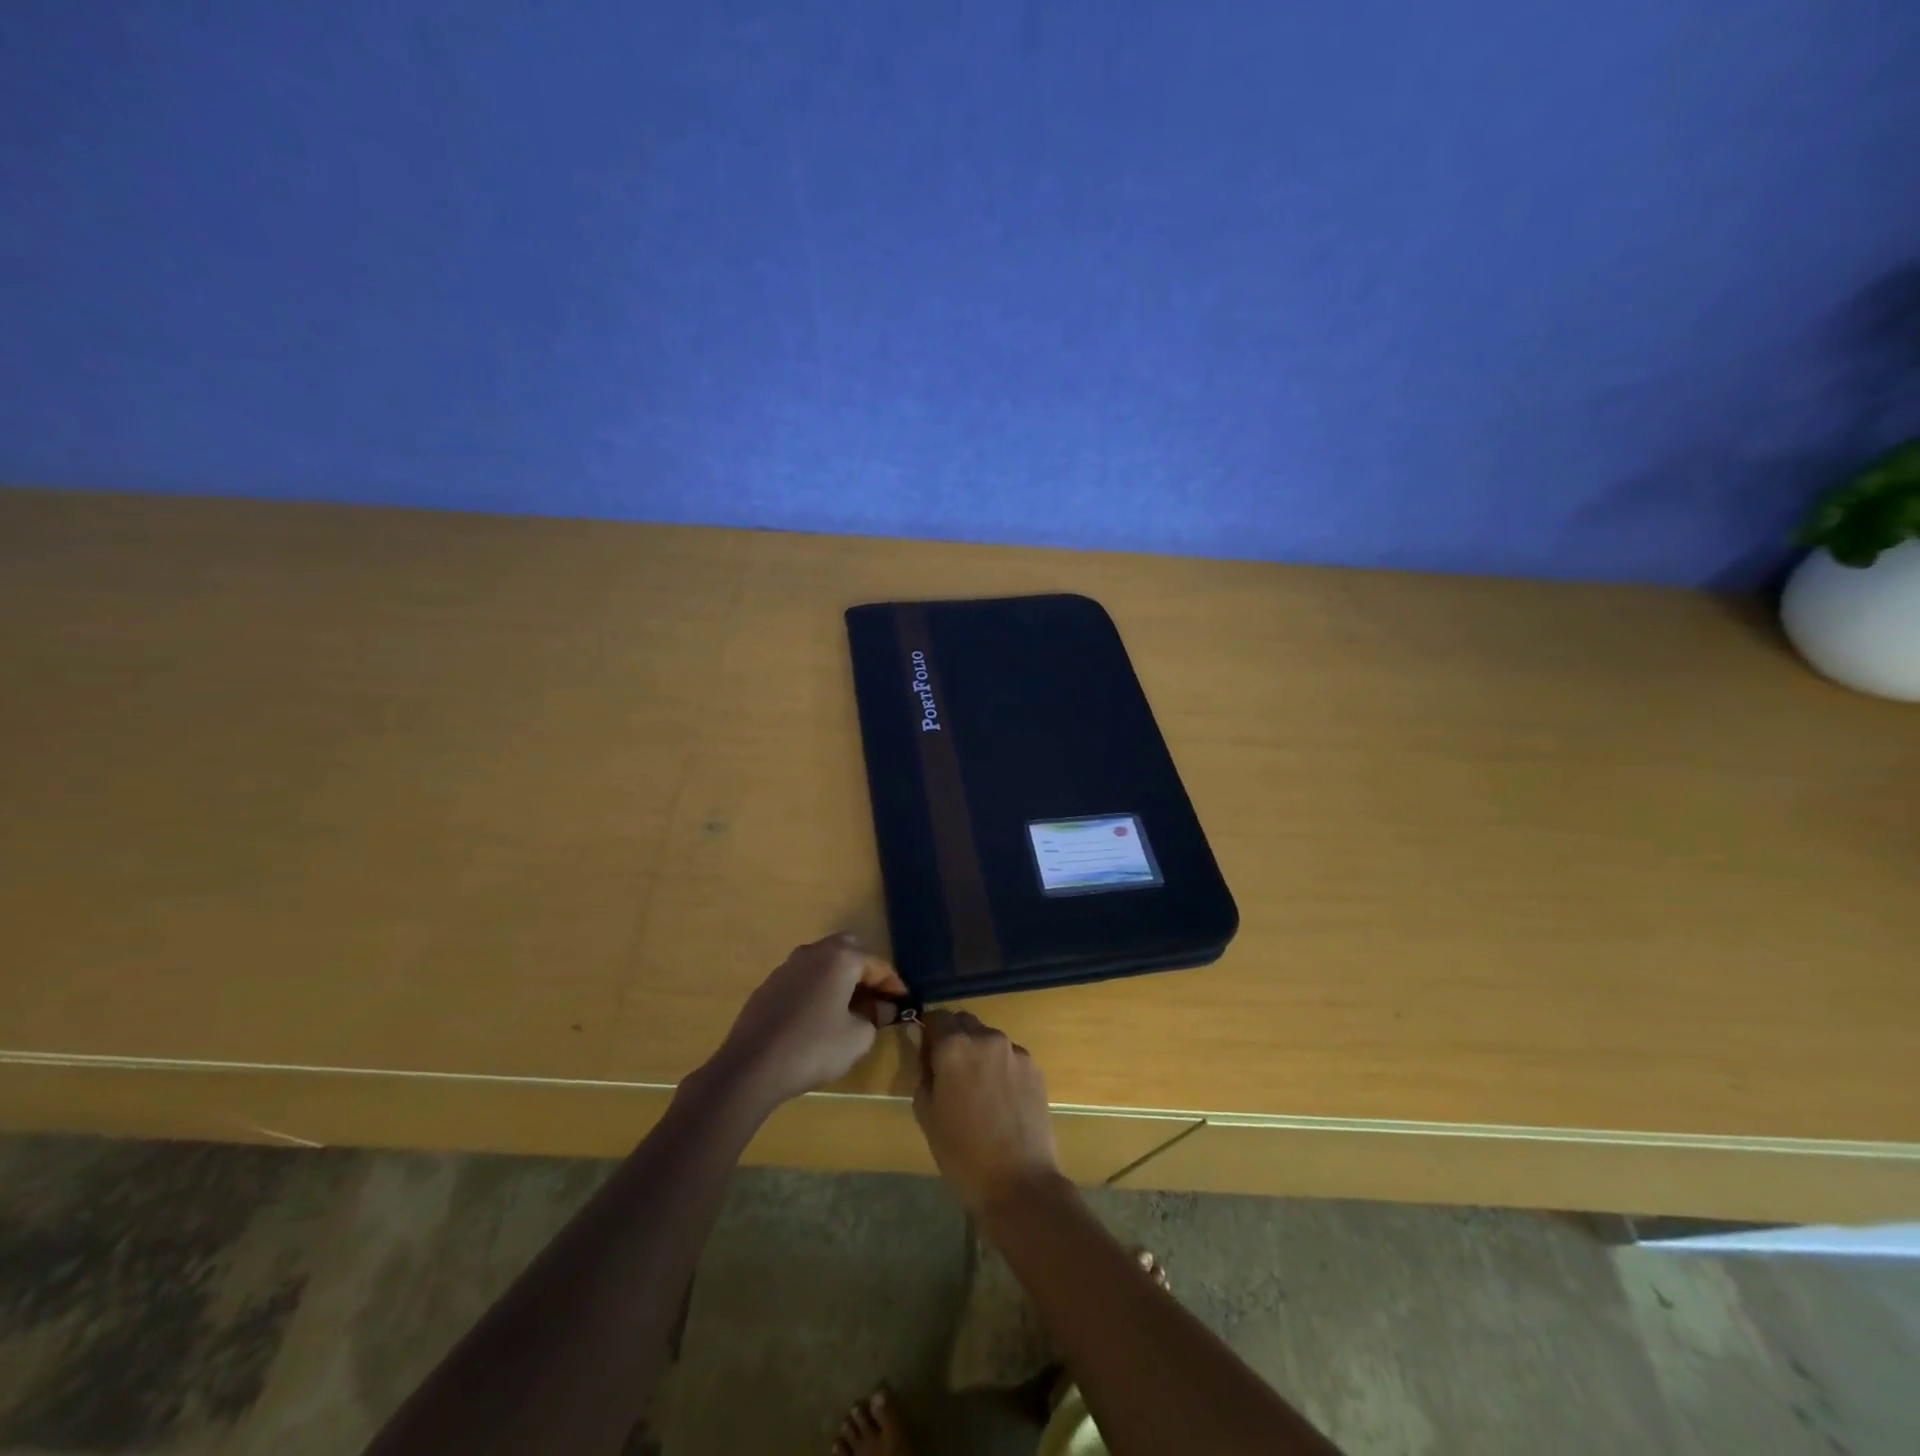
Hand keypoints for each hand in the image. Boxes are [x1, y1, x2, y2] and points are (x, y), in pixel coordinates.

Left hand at [713, 935, 907, 1107]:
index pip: (877, 964)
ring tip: (847, 1009)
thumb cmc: (813, 1048)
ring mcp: (787, 966)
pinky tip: (817, 1018)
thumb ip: (875, 1018)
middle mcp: (813, 952)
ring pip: (823, 963)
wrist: (750, 1067)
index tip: (904, 1001)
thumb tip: (879, 1009)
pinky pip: (803, 979)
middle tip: (874, 998)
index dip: (894, 984)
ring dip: (839, 979)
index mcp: (840, 958)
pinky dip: (817, 990)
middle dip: (864, 971)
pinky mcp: (768, 985)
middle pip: (848, 951)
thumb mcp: (858, 1038)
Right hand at [913, 1010, 1061, 1216]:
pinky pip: (1010, 1056)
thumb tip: (919, 1038)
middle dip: (954, 1038)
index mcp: (954, 1046)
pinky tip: (1001, 1100)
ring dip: (978, 1052)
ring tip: (978, 1090)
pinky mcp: (1035, 1068)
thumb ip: (922, 1068)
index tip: (926, 1053)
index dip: (929, 1031)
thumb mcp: (927, 1113)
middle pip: (964, 1022)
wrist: (1020, 1184)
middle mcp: (986, 1038)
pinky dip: (1000, 1067)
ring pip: (988, 1039)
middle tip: (949, 1072)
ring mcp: (1015, 1051)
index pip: (937, 1016)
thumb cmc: (962, 1154)